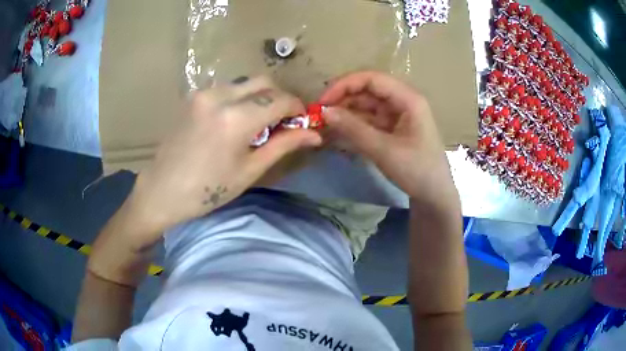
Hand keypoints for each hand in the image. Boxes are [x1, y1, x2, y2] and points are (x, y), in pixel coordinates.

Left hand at [123, 76, 321, 248]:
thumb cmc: (207, 191)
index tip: (302, 121)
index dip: (297, 108)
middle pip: (264, 82)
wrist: (162, 191)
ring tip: (257, 123)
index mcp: (236, 119)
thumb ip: (283, 145)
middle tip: (282, 122)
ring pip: (245, 83)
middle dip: (279, 98)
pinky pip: (226, 89)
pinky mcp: (193, 97)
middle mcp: (220, 96)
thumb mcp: (249, 171)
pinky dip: (240, 98)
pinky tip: (235, 120)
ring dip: (259, 97)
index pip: (280, 99)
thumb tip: (315, 134)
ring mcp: (203, 94)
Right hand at [320, 71, 458, 210]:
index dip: (345, 85)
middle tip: (319, 115)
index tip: (322, 101)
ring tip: (324, 125)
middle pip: (367, 91)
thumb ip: (354, 129)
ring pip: (366, 106)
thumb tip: (324, 112)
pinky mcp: (392, 129)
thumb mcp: (384, 150)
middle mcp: (402, 102)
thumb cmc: (417, 171)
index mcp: (408, 99)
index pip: (372, 79)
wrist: (434, 196)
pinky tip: (337, 133)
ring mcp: (397, 116)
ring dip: (346, 113)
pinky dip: (353, 126)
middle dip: (343, 100)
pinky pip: (369, 121)